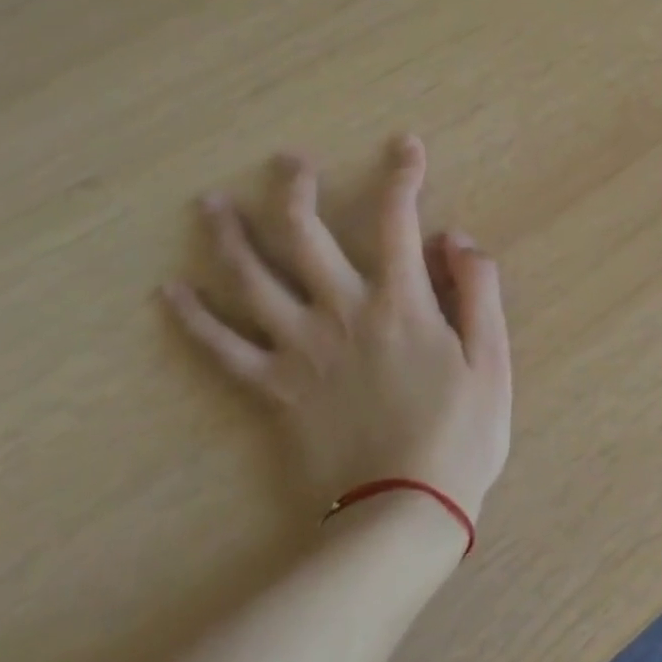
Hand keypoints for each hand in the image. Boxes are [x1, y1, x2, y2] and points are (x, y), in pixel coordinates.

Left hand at [161, 136, 511, 529]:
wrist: (400, 515)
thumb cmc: (459, 435)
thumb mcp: (492, 359)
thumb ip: (478, 290)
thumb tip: (455, 237)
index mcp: (401, 303)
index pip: (398, 221)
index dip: (403, 176)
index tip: (404, 145)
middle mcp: (342, 313)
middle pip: (307, 237)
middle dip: (295, 190)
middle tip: (285, 159)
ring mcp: (300, 351)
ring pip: (253, 282)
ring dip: (230, 238)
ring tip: (209, 205)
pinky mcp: (273, 391)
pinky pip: (223, 351)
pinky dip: (194, 320)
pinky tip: (170, 293)